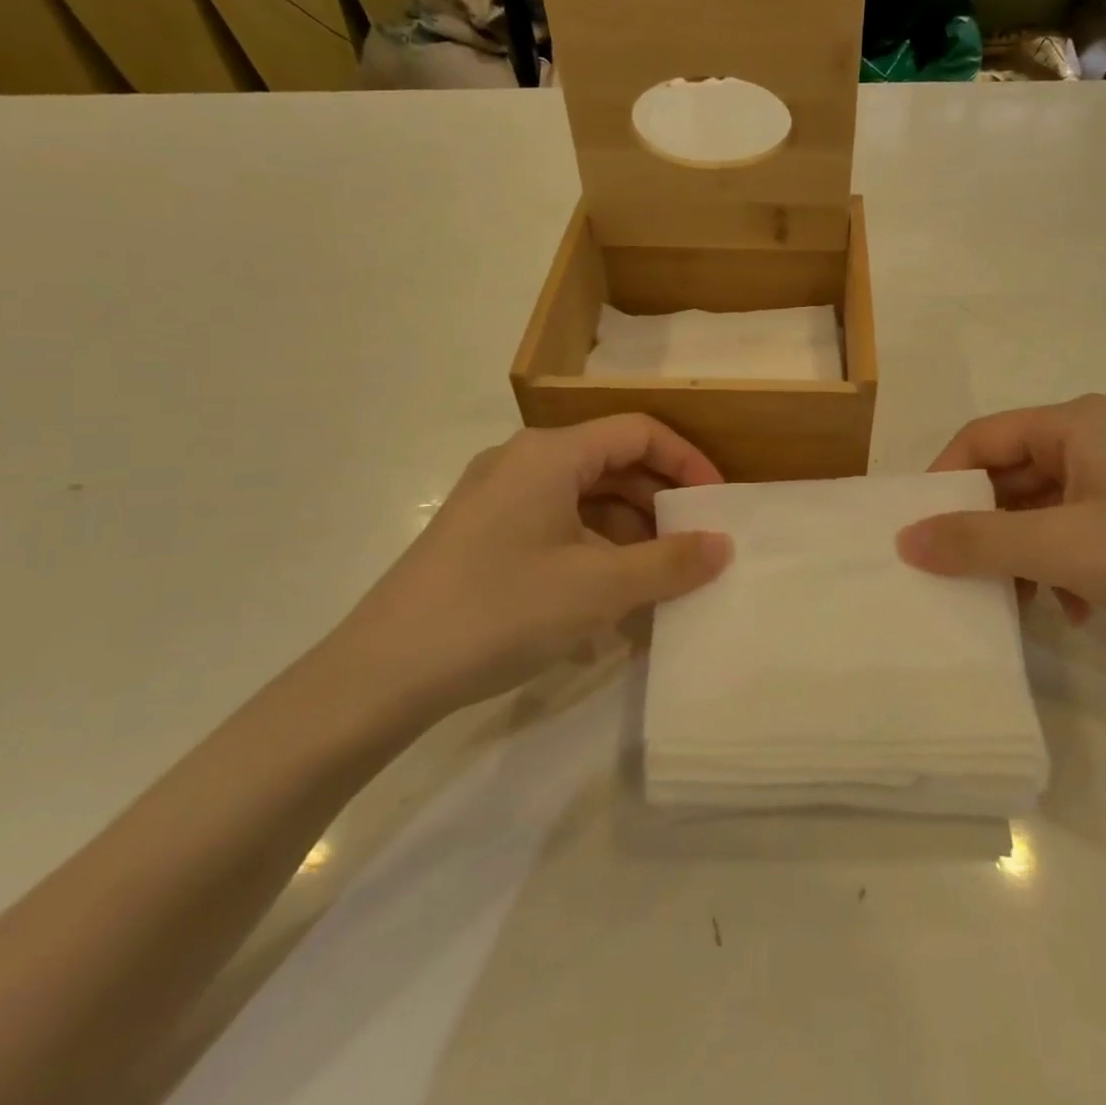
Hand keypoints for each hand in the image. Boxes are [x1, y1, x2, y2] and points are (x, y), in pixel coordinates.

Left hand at [332, 416, 731, 715]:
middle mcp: (522, 461)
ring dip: (627, 534)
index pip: (638, 432)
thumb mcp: (599, 588)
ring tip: (656, 582)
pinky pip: (555, 527)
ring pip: (583, 499)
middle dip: (658, 503)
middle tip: (692, 547)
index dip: (686, 461)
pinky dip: (591, 553)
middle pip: (611, 463)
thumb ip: (671, 562)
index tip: (715, 504)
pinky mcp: (482, 535)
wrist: (382, 672)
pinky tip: (606, 603)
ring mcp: (497, 498)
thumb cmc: (500, 610)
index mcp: (550, 453)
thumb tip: (723, 545)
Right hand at [897, 395, 1105, 656]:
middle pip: (1011, 474)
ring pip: (1044, 507)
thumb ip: (978, 541)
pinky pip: (1079, 529)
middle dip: (986, 527)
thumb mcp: (1064, 549)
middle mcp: (1097, 437)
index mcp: (1075, 423)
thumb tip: (904, 540)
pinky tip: (1077, 610)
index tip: (919, 533)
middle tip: (961, 576)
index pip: (981, 438)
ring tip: (1023, 603)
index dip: (943, 482)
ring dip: (1024, 554)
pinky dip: (1064, 565)